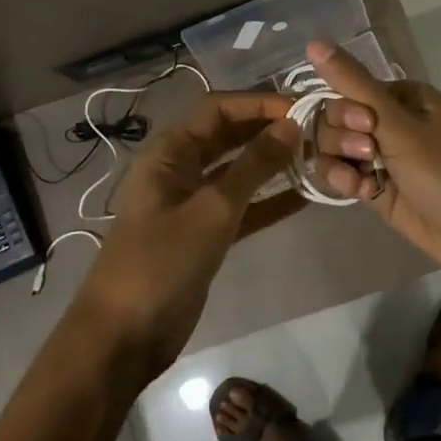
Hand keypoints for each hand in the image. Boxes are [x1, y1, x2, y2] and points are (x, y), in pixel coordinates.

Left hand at [72, 93, 300, 379]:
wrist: (124, 337)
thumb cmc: (161, 262)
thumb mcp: (212, 209)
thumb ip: (253, 166)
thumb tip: (292, 125)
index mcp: (169, 152)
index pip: (218, 109)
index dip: (258, 103)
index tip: (302, 107)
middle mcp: (180, 169)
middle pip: (229, 136)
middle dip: (269, 130)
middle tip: (317, 129)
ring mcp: (192, 203)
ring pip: (239, 171)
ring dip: (273, 164)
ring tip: (317, 156)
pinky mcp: (205, 234)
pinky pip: (243, 206)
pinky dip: (269, 200)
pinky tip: (305, 197)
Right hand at [304, 41, 440, 286]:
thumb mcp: (399, 124)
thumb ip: (353, 85)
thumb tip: (313, 42)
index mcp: (399, 97)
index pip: (345, 90)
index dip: (343, 109)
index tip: (363, 125)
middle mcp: (389, 122)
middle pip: (334, 121)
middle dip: (342, 139)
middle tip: (370, 154)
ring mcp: (383, 158)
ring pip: (335, 151)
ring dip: (340, 163)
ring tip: (364, 182)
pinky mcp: (378, 190)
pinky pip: (345, 177)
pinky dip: (347, 183)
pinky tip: (363, 193)